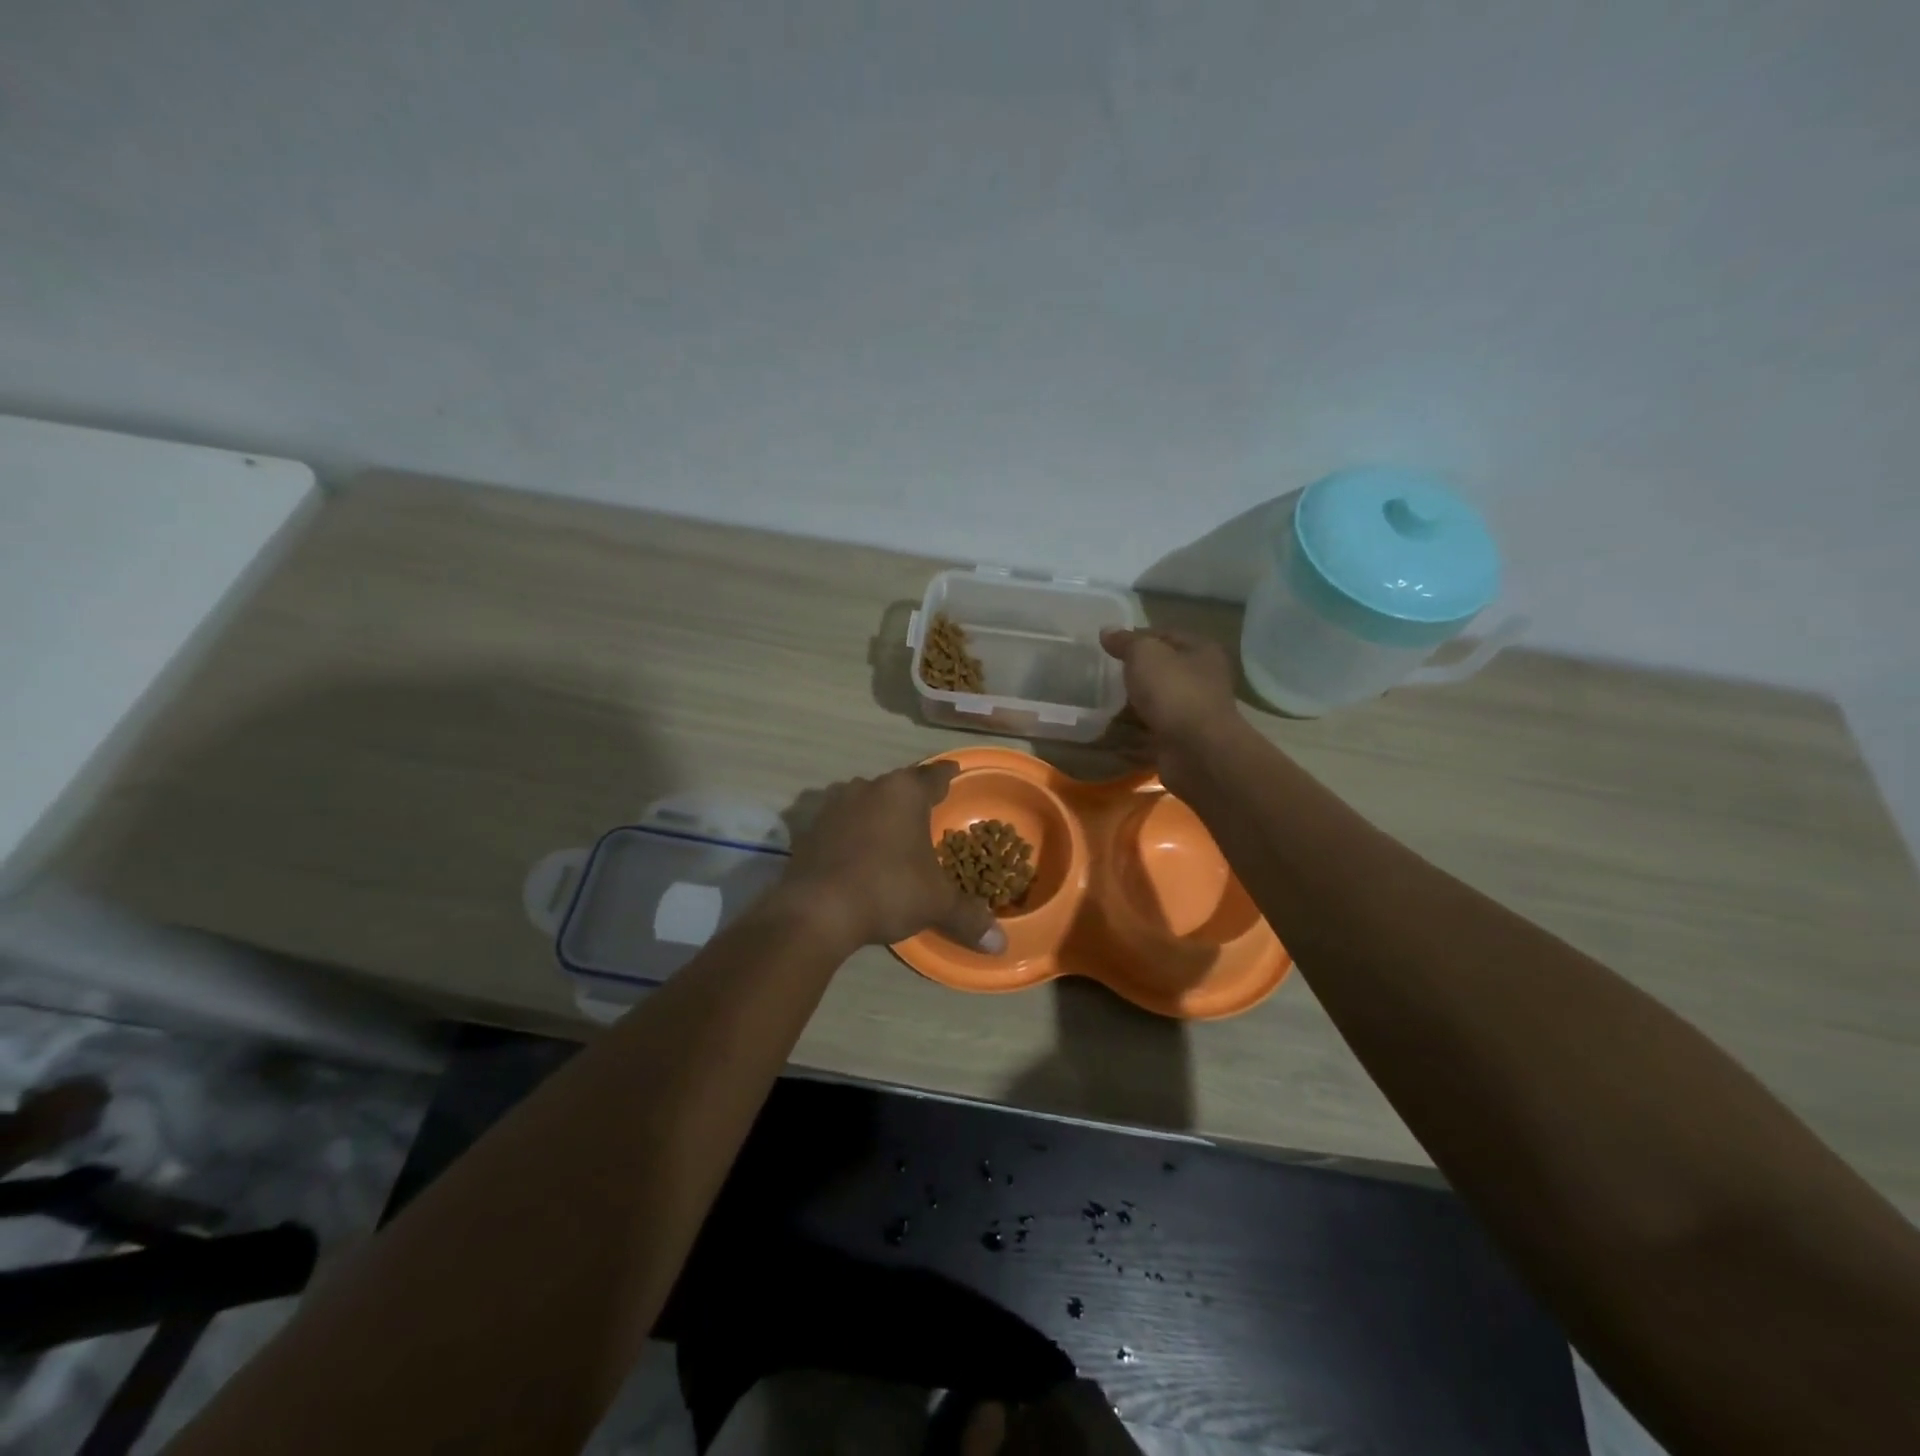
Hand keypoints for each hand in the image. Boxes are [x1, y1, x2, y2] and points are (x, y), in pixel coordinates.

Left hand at [780, 763, 1006, 955]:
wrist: (815, 910)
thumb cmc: (887, 890)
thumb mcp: (935, 904)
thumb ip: (968, 917)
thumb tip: (1000, 944)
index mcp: (904, 792)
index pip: (934, 776)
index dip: (946, 776)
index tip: (953, 772)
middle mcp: (868, 788)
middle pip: (897, 785)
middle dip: (911, 798)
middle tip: (926, 813)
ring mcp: (834, 805)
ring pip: (864, 800)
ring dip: (877, 812)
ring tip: (890, 833)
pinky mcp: (809, 828)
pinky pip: (839, 823)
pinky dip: (851, 832)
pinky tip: (856, 853)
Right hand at [1101, 626, 1239, 758]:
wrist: (1196, 751)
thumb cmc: (1174, 691)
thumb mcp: (1145, 654)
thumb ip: (1126, 642)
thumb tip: (1107, 632)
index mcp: (1201, 652)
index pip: (1166, 636)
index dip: (1137, 638)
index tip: (1108, 647)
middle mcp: (1202, 681)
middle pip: (1161, 673)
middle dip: (1134, 676)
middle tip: (1101, 678)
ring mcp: (1192, 715)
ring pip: (1155, 706)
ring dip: (1131, 709)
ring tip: (1100, 707)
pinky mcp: (1180, 743)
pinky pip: (1150, 735)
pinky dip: (1131, 737)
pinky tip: (1109, 735)